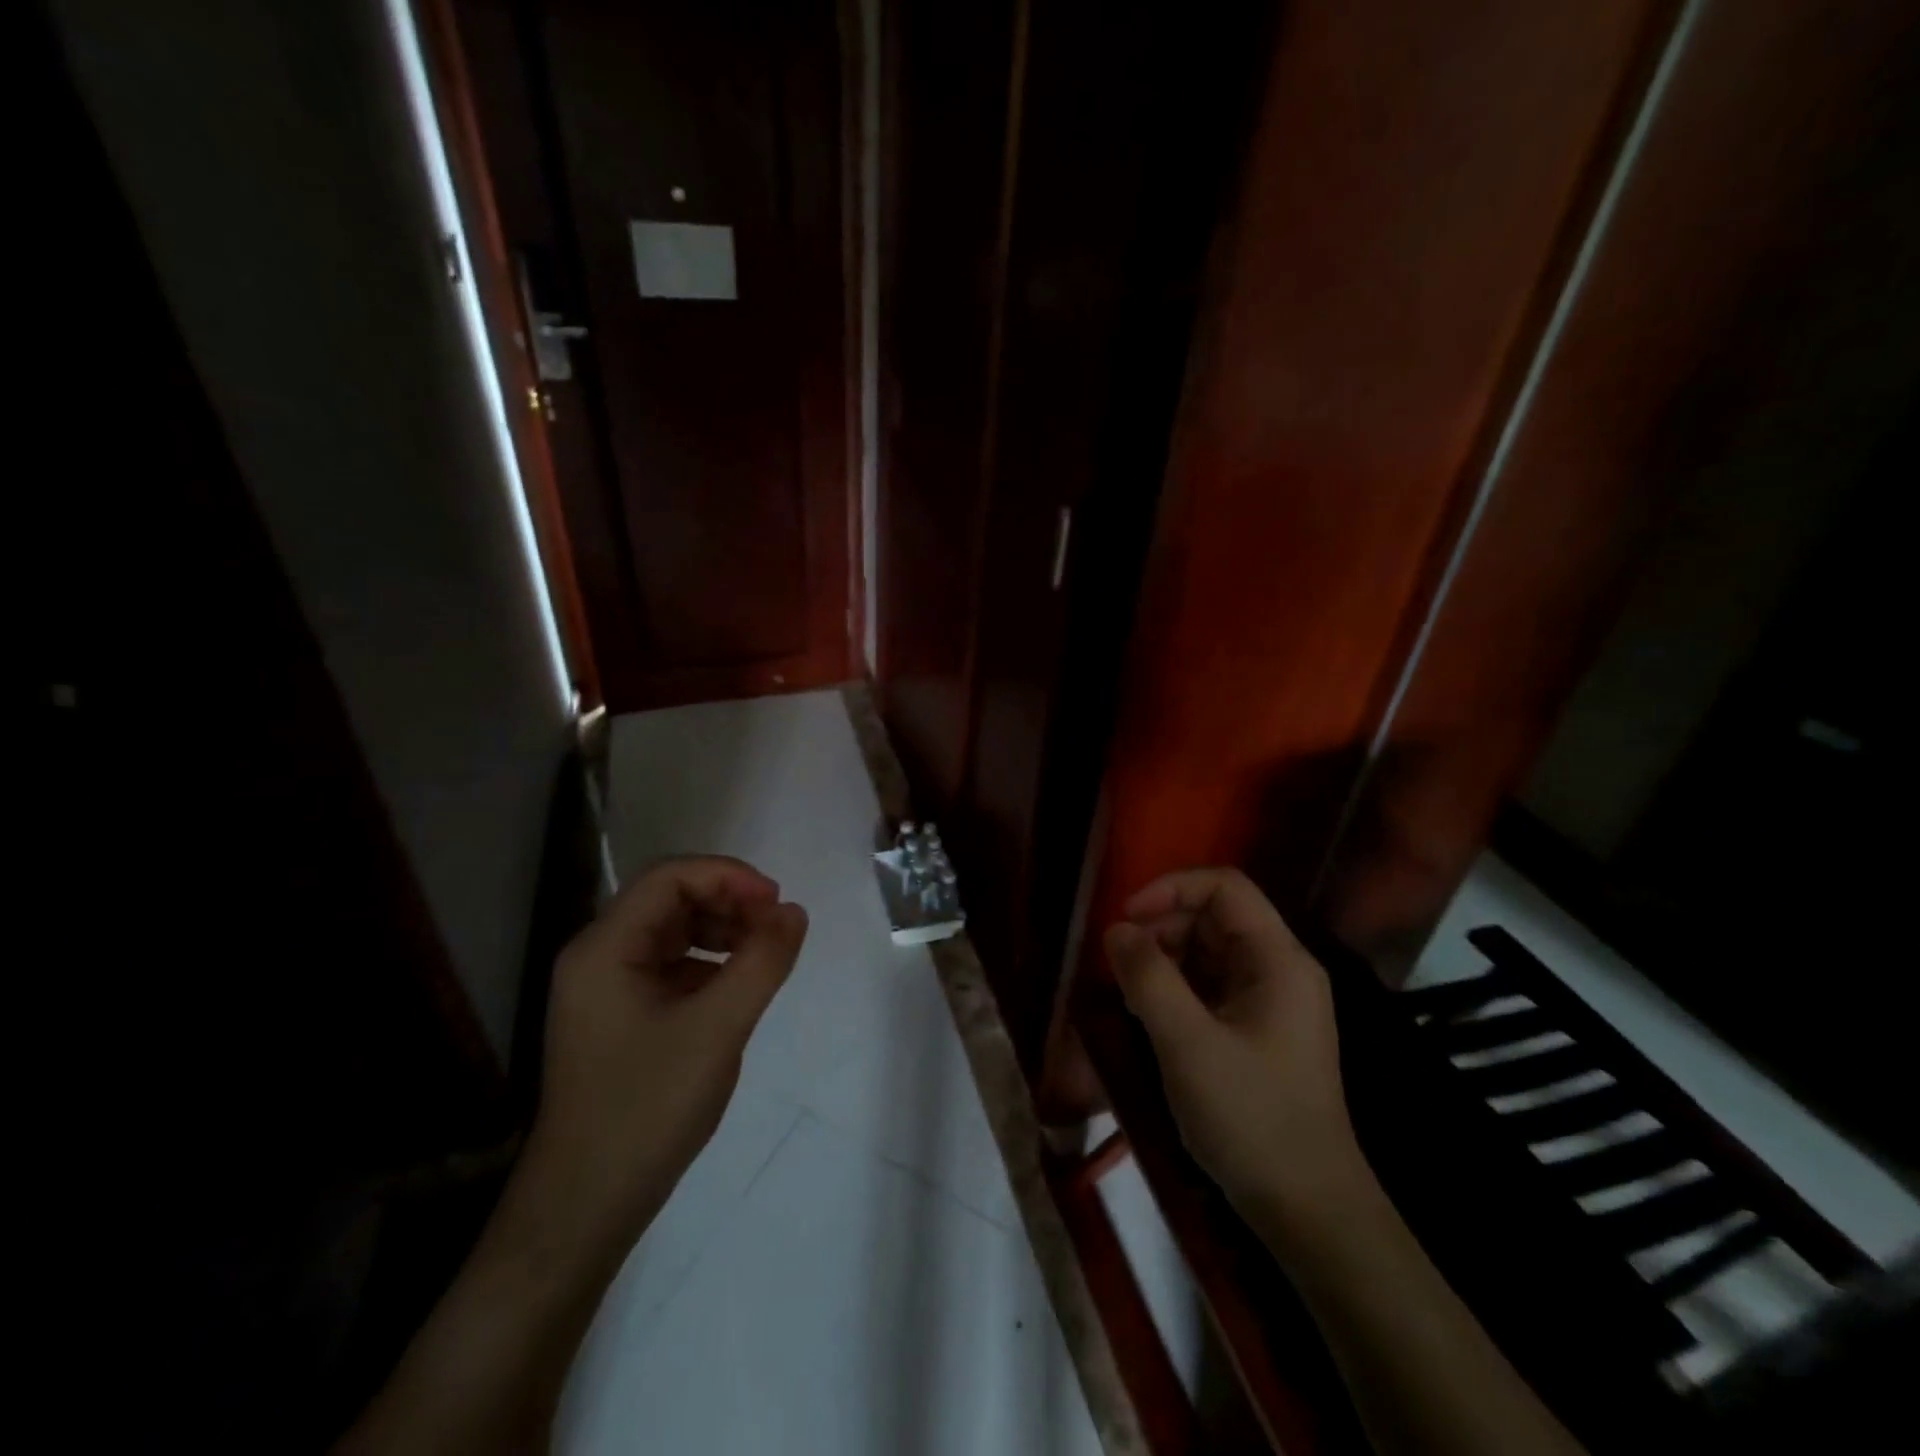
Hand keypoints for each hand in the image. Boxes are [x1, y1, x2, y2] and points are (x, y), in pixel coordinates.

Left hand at [514, 856, 807, 1262]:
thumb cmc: (647, 1109)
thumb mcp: (717, 1029)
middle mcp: (598, 956)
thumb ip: (761, 962)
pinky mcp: (620, 1014)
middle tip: (777, 928)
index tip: (776, 903)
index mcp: (605, 948)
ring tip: (765, 954)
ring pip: (674, 931)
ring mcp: (607, 987)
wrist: (586, 1207)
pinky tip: (737, 987)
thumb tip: (794, 911)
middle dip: (729, 902)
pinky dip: (710, 962)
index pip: (670, 878)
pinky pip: (671, 965)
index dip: (728, 876)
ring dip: (723, 929)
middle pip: (671, 899)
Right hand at [1104, 867, 1365, 1239]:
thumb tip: (1116, 930)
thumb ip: (1148, 978)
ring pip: (1209, 951)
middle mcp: (1280, 969)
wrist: (1309, 1211)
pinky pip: (1211, 986)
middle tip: (1121, 964)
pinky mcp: (1258, 1030)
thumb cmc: (1251, 1118)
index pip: (1224, 887)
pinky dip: (1176, 988)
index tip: (1126, 918)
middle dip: (1162, 927)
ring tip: (1130, 992)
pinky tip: (1149, 1014)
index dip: (1171, 889)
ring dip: (1165, 959)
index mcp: (1278, 960)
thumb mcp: (1188, 1044)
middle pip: (1215, 917)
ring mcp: (1271, 1001)